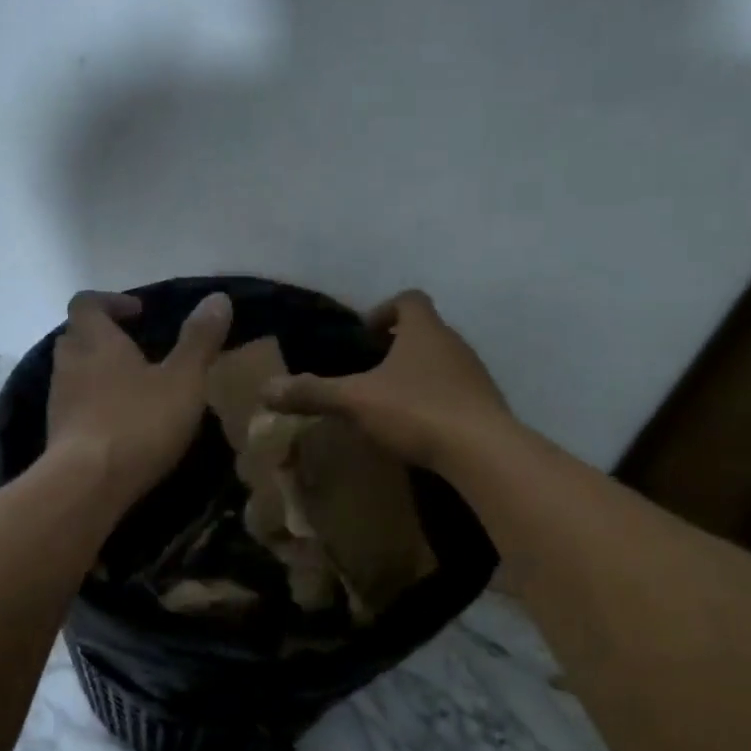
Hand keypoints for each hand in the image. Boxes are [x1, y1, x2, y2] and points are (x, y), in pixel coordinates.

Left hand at [46, 289, 232, 501]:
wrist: (87, 484)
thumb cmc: (138, 422)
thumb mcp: (183, 380)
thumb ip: (199, 340)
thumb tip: (218, 297)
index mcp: (97, 340)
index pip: (87, 303)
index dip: (111, 302)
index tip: (140, 313)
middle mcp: (70, 363)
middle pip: (77, 336)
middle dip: (104, 338)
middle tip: (137, 350)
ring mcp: (58, 400)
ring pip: (74, 373)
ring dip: (98, 373)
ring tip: (133, 389)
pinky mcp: (58, 434)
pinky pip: (74, 407)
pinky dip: (93, 406)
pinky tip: (121, 424)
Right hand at [265, 290, 510, 469]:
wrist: (483, 450)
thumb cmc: (417, 410)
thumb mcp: (356, 401)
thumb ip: (313, 393)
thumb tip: (265, 390)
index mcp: (425, 331)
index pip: (409, 300)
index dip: (386, 310)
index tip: (367, 332)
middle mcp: (454, 344)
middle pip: (428, 331)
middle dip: (400, 344)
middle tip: (373, 366)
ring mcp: (475, 375)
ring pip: (443, 362)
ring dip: (419, 372)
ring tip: (393, 399)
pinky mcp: (485, 406)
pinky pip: (456, 392)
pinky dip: (436, 399)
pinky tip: (419, 426)